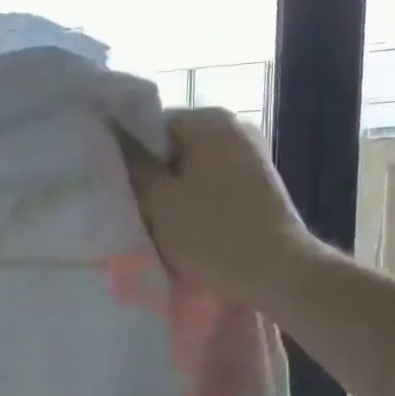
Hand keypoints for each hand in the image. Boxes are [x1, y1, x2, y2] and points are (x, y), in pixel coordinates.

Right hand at [135, 107, 314, 307]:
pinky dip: (198, 204)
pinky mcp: (260, 186)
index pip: (150, 126)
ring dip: (174, 195)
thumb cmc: (212, 234)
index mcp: (210, 121)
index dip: (129, 157)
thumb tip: (115, 139)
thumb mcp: (159, 202)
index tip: (119, 189)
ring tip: (160, 225)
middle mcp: (235, 128)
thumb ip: (133, 166)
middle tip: (136, 211)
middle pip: (173, 148)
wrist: (279, 274)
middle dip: (153, 178)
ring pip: (193, 170)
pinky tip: (189, 231)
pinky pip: (214, 186)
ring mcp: (252, 157)